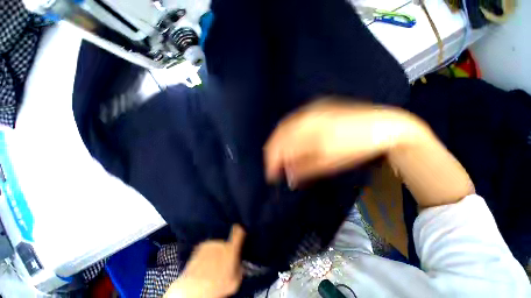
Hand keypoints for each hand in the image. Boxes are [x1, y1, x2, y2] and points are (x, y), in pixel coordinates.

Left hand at [164, 225, 245, 297]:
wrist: (193, 288)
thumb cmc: (217, 286)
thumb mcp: (235, 282)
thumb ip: (240, 269)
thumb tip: (240, 264)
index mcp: (232, 249)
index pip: (239, 232)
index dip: (240, 230)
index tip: (240, 230)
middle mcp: (221, 243)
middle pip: (227, 242)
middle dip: (226, 249)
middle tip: (223, 262)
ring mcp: (209, 243)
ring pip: (216, 245)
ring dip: (216, 252)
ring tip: (211, 265)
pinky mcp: (199, 247)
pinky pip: (207, 248)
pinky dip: (207, 253)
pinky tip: (204, 265)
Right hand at [264, 99, 419, 186]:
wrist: (383, 127)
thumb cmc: (356, 148)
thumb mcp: (329, 162)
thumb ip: (304, 168)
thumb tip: (288, 176)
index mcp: (307, 129)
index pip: (279, 146)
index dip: (272, 162)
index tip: (271, 175)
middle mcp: (304, 115)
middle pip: (278, 134)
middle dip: (273, 152)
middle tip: (275, 167)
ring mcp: (310, 108)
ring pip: (285, 126)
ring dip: (279, 143)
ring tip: (281, 157)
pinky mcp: (316, 107)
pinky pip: (294, 121)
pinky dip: (288, 134)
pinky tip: (291, 142)